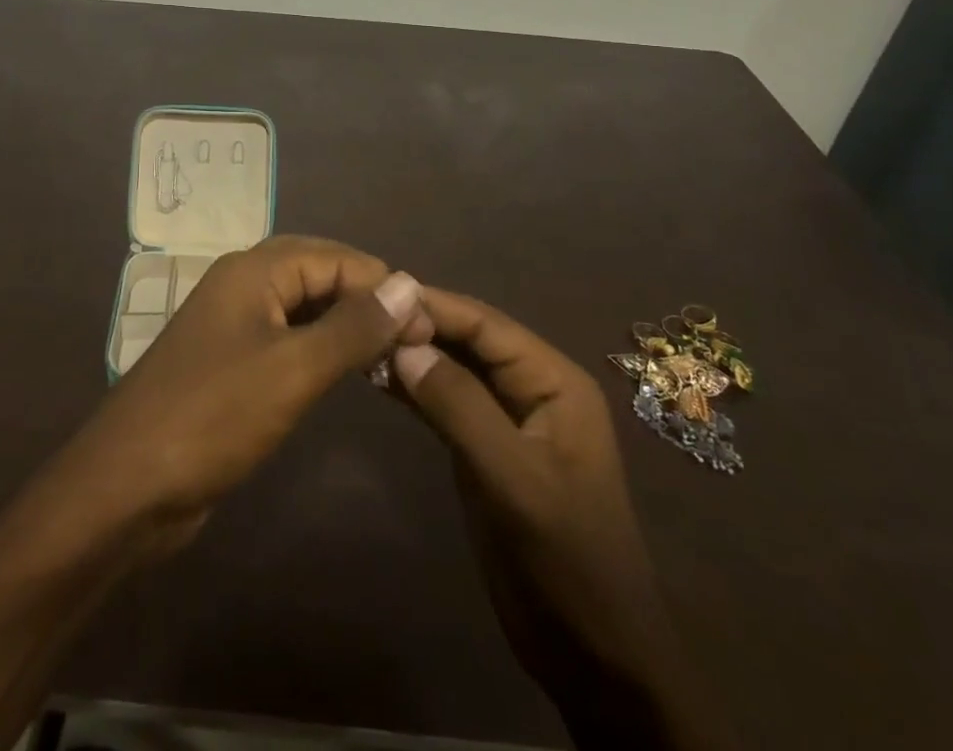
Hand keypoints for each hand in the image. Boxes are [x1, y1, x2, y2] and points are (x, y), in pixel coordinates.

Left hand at [46, 236, 430, 557]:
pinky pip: (286, 339)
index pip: (333, 256)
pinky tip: (345, 372)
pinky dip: (320, 348)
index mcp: (252, 271)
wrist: (128, 485)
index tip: (426, 325)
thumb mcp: (293, 369)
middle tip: (412, 338)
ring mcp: (233, 325)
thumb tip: (408, 283)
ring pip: (302, 307)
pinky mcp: (230, 364)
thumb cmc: (213, 416)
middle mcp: (242, 286)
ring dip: (345, 323)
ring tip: (390, 354)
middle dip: (365, 298)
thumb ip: (353, 326)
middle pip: (317, 273)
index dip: (382, 284)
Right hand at [392, 290, 730, 750]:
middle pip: (468, 340)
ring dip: (411, 355)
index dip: (434, 306)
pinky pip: (444, 402)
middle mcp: (531, 387)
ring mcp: (507, 418)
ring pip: (452, 368)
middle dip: (419, 326)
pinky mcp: (484, 448)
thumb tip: (403, 345)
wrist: (593, 656)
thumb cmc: (567, 560)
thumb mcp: (515, 480)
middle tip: (360, 316)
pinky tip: (377, 379)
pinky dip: (413, 389)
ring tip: (359, 340)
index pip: (486, 325)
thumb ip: (460, 407)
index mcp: (554, 381)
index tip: (379, 296)